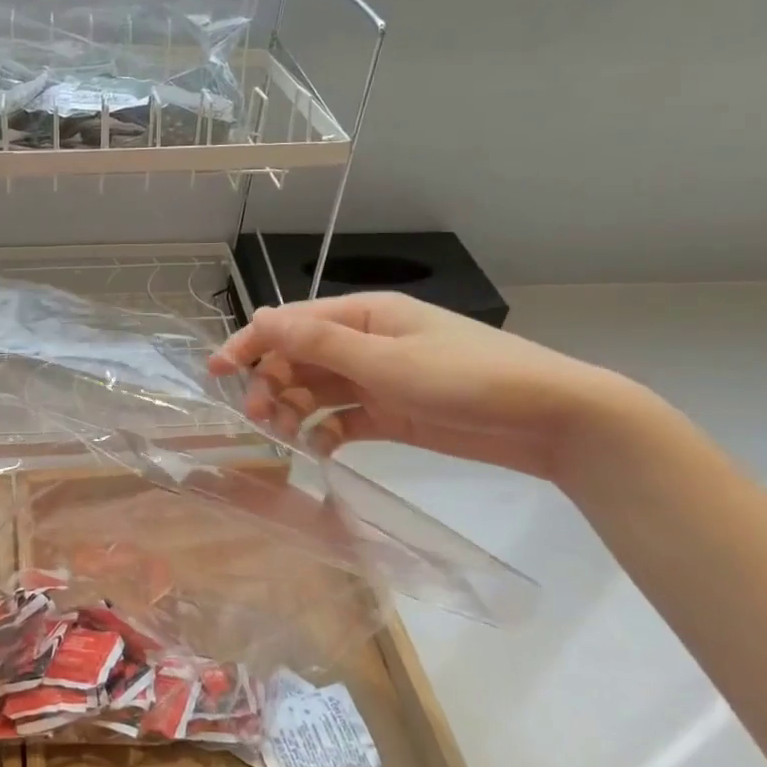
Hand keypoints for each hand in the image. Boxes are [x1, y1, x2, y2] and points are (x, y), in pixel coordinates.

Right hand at [207, 294, 632, 480]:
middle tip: (258, 418)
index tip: (215, 372)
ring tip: (284, 438)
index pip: (290, 324)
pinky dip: (324, 432)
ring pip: (316, 391)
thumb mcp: (387, 360)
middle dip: (271, 384)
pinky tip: (319, 450)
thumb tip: (259, 316)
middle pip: (298, 359)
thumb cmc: (467, 379)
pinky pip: (341, 419)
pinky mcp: (391, 414)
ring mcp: (378, 379)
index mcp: (364, 315)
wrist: (551, 419)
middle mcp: (365, 342)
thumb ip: (320, 343)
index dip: (249, 344)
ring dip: (293, 410)